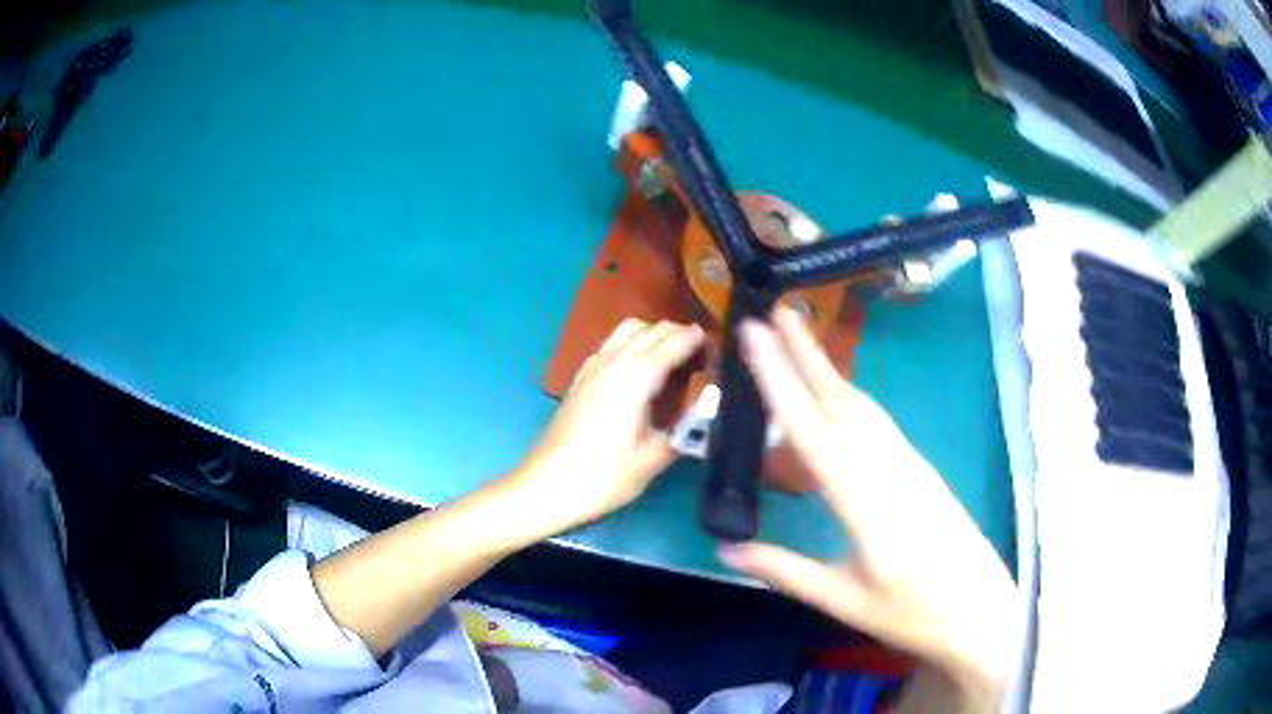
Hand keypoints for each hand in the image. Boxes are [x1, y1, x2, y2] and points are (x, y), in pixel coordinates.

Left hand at [511, 318, 704, 533]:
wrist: (547, 485)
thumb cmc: (603, 476)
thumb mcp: (653, 457)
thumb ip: (686, 429)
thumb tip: (707, 411)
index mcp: (636, 374)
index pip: (676, 340)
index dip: (701, 341)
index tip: (722, 352)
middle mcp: (614, 358)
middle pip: (653, 328)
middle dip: (680, 336)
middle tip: (702, 361)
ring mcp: (593, 365)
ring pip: (630, 329)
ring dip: (655, 337)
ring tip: (674, 364)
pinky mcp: (581, 376)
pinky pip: (613, 344)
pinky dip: (634, 345)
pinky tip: (642, 375)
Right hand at [719, 307, 1016, 697]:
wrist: (979, 611)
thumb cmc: (911, 613)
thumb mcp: (841, 600)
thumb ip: (783, 570)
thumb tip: (724, 550)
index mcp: (864, 502)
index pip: (812, 430)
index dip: (779, 381)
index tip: (755, 336)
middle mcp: (889, 468)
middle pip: (841, 401)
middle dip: (805, 353)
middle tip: (772, 312)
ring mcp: (910, 463)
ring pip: (863, 406)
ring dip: (828, 368)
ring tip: (798, 337)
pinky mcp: (920, 468)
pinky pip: (878, 422)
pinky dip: (848, 395)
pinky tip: (836, 393)